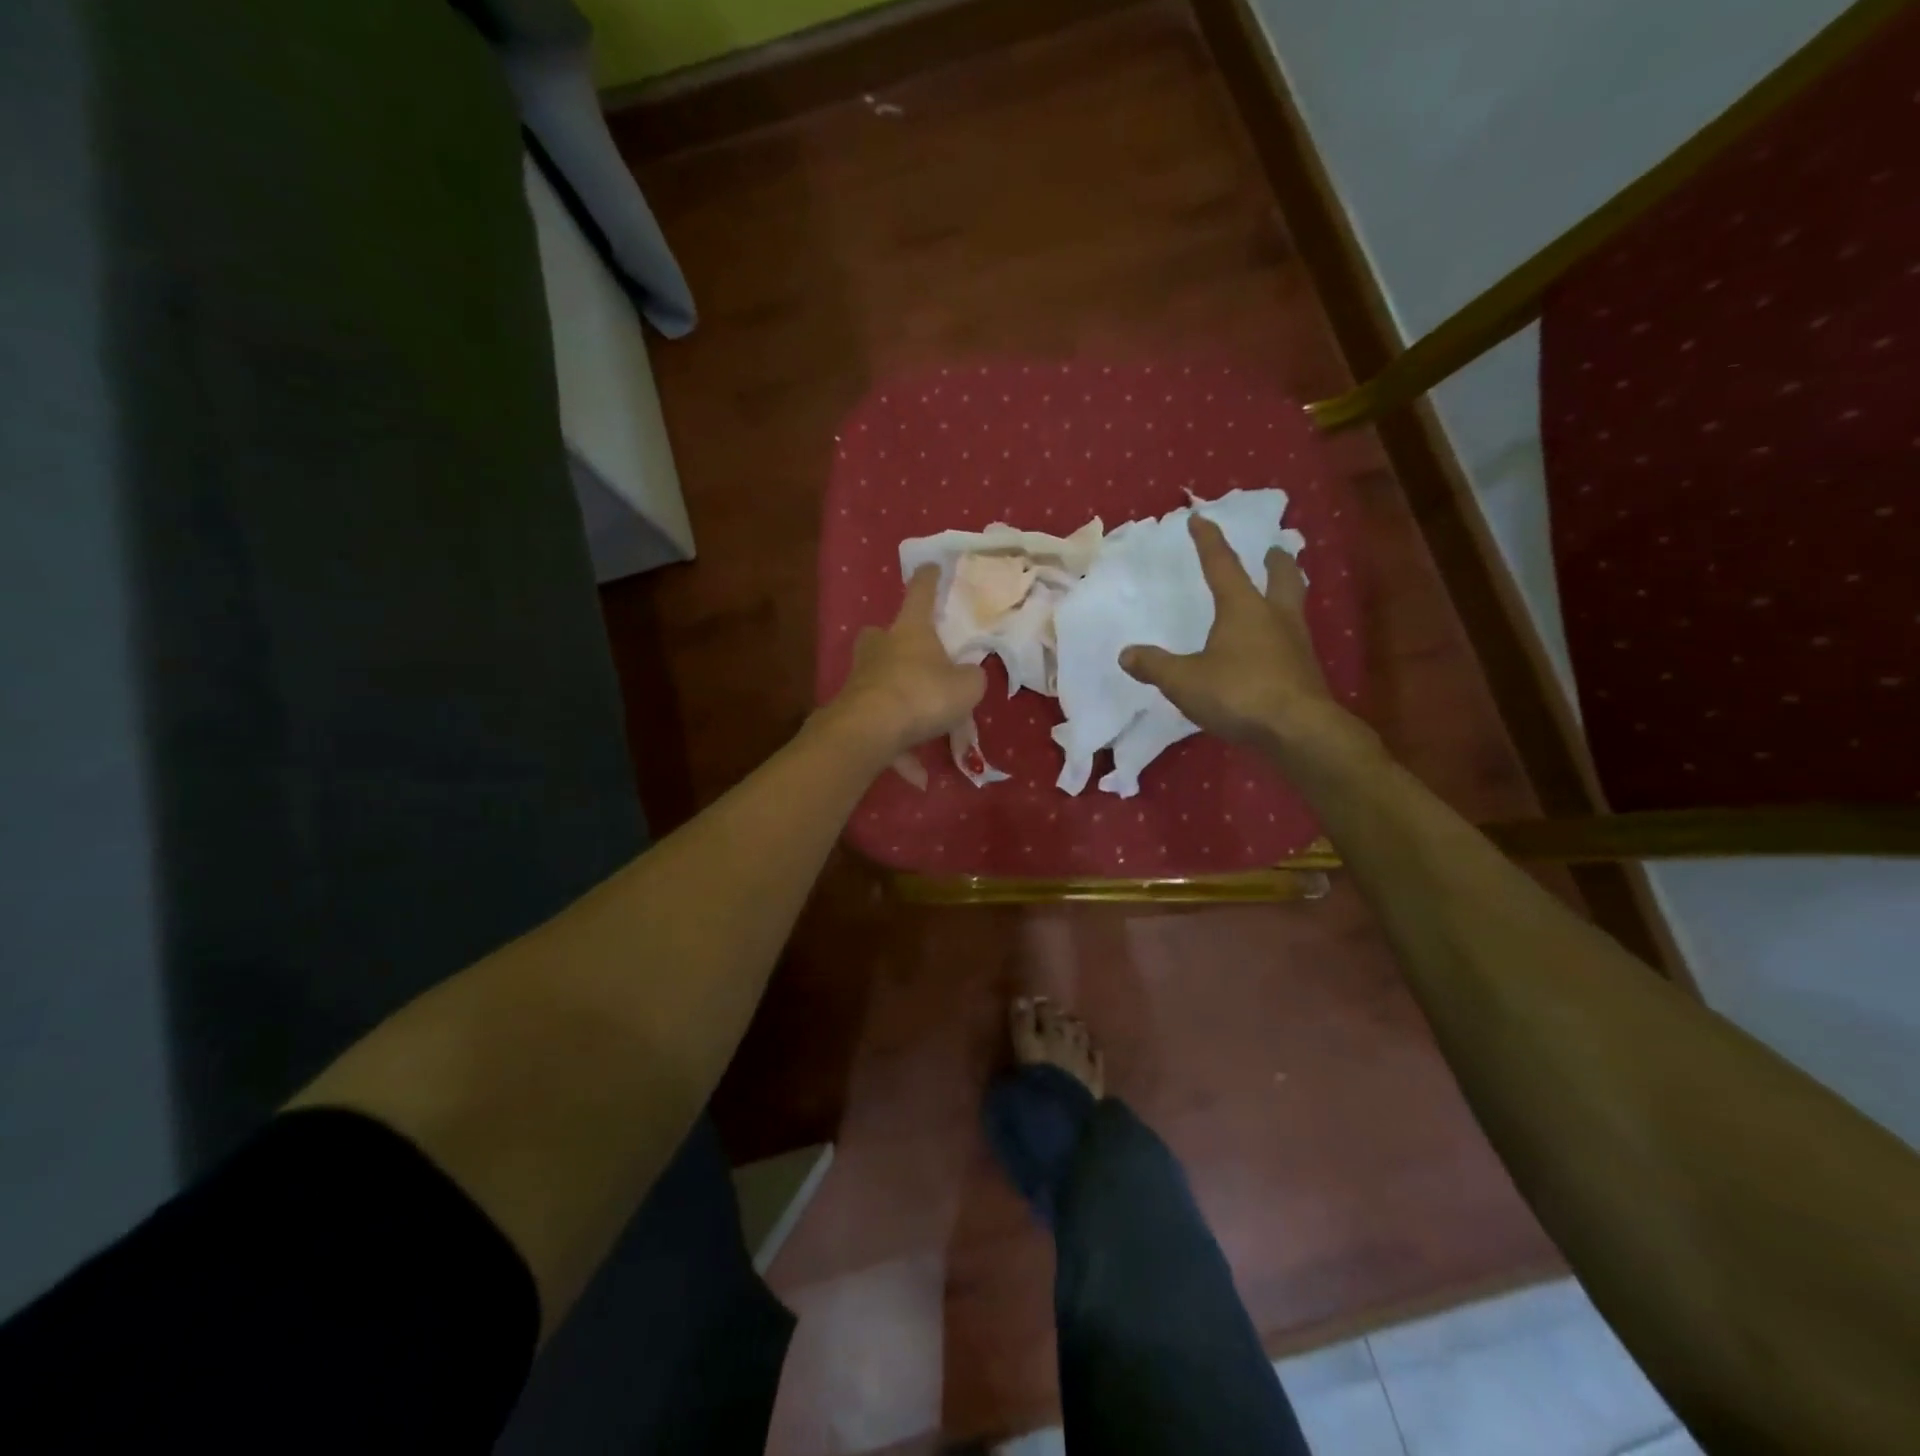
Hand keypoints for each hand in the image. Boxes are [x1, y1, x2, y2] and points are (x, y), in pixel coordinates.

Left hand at [825, 566, 985, 760]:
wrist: (869, 730)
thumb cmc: (923, 694)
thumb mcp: (967, 686)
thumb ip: (971, 677)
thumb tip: (966, 676)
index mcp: (910, 631)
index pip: (920, 594)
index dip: (928, 579)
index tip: (931, 565)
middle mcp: (880, 649)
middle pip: (881, 635)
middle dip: (892, 642)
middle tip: (912, 657)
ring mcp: (860, 680)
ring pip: (878, 682)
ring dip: (897, 700)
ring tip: (923, 729)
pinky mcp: (851, 712)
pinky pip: (880, 728)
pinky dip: (897, 749)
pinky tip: (916, 777)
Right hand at [1120, 515, 1349, 751]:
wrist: (1298, 730)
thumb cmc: (1238, 693)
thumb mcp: (1184, 681)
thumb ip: (1155, 665)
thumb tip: (1126, 654)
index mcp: (1244, 608)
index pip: (1222, 565)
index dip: (1208, 541)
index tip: (1199, 517)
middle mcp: (1275, 617)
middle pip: (1282, 577)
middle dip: (1276, 561)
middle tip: (1274, 550)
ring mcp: (1296, 644)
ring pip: (1294, 607)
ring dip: (1286, 593)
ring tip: (1277, 594)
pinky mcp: (1305, 672)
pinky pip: (1293, 641)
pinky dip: (1283, 633)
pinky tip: (1272, 648)